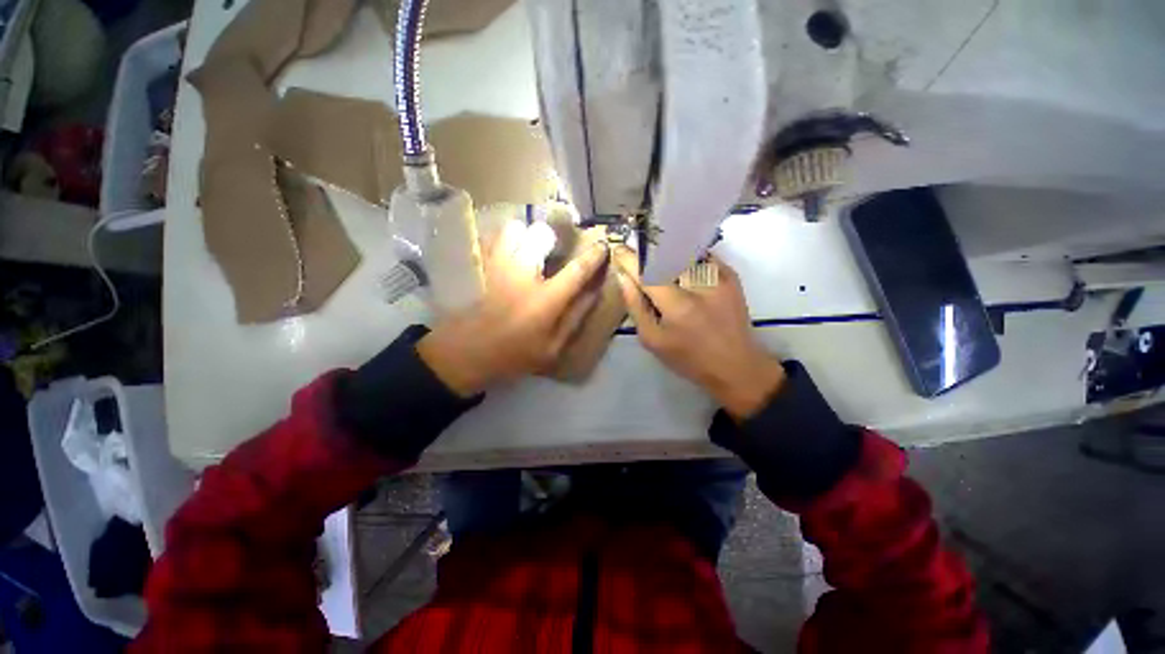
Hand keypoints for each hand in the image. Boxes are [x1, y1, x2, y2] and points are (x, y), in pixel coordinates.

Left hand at [418, 218, 609, 395]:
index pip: (577, 270)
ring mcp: (499, 267)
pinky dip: (505, 239)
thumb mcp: (553, 347)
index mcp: (546, 299)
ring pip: (514, 229)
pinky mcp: (482, 267)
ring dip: (526, 235)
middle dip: (552, 238)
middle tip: (552, 250)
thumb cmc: (515, 354)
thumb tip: (594, 292)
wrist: (468, 353)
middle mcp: (524, 275)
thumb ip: (576, 317)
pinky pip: (493, 238)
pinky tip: (508, 252)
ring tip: (529, 249)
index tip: (603, 245)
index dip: (594, 256)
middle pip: (541, 235)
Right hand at [616, 258, 785, 419]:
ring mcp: (719, 277)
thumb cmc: (688, 358)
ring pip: (685, 250)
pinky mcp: (731, 275)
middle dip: (647, 251)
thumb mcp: (652, 340)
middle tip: (637, 257)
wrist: (737, 365)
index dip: (630, 258)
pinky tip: (680, 267)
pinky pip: (702, 255)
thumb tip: (623, 277)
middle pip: (666, 253)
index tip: (618, 250)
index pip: (647, 271)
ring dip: (666, 251)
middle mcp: (699, 285)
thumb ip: (635, 306)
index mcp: (677, 305)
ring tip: (657, 259)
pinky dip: (687, 256)